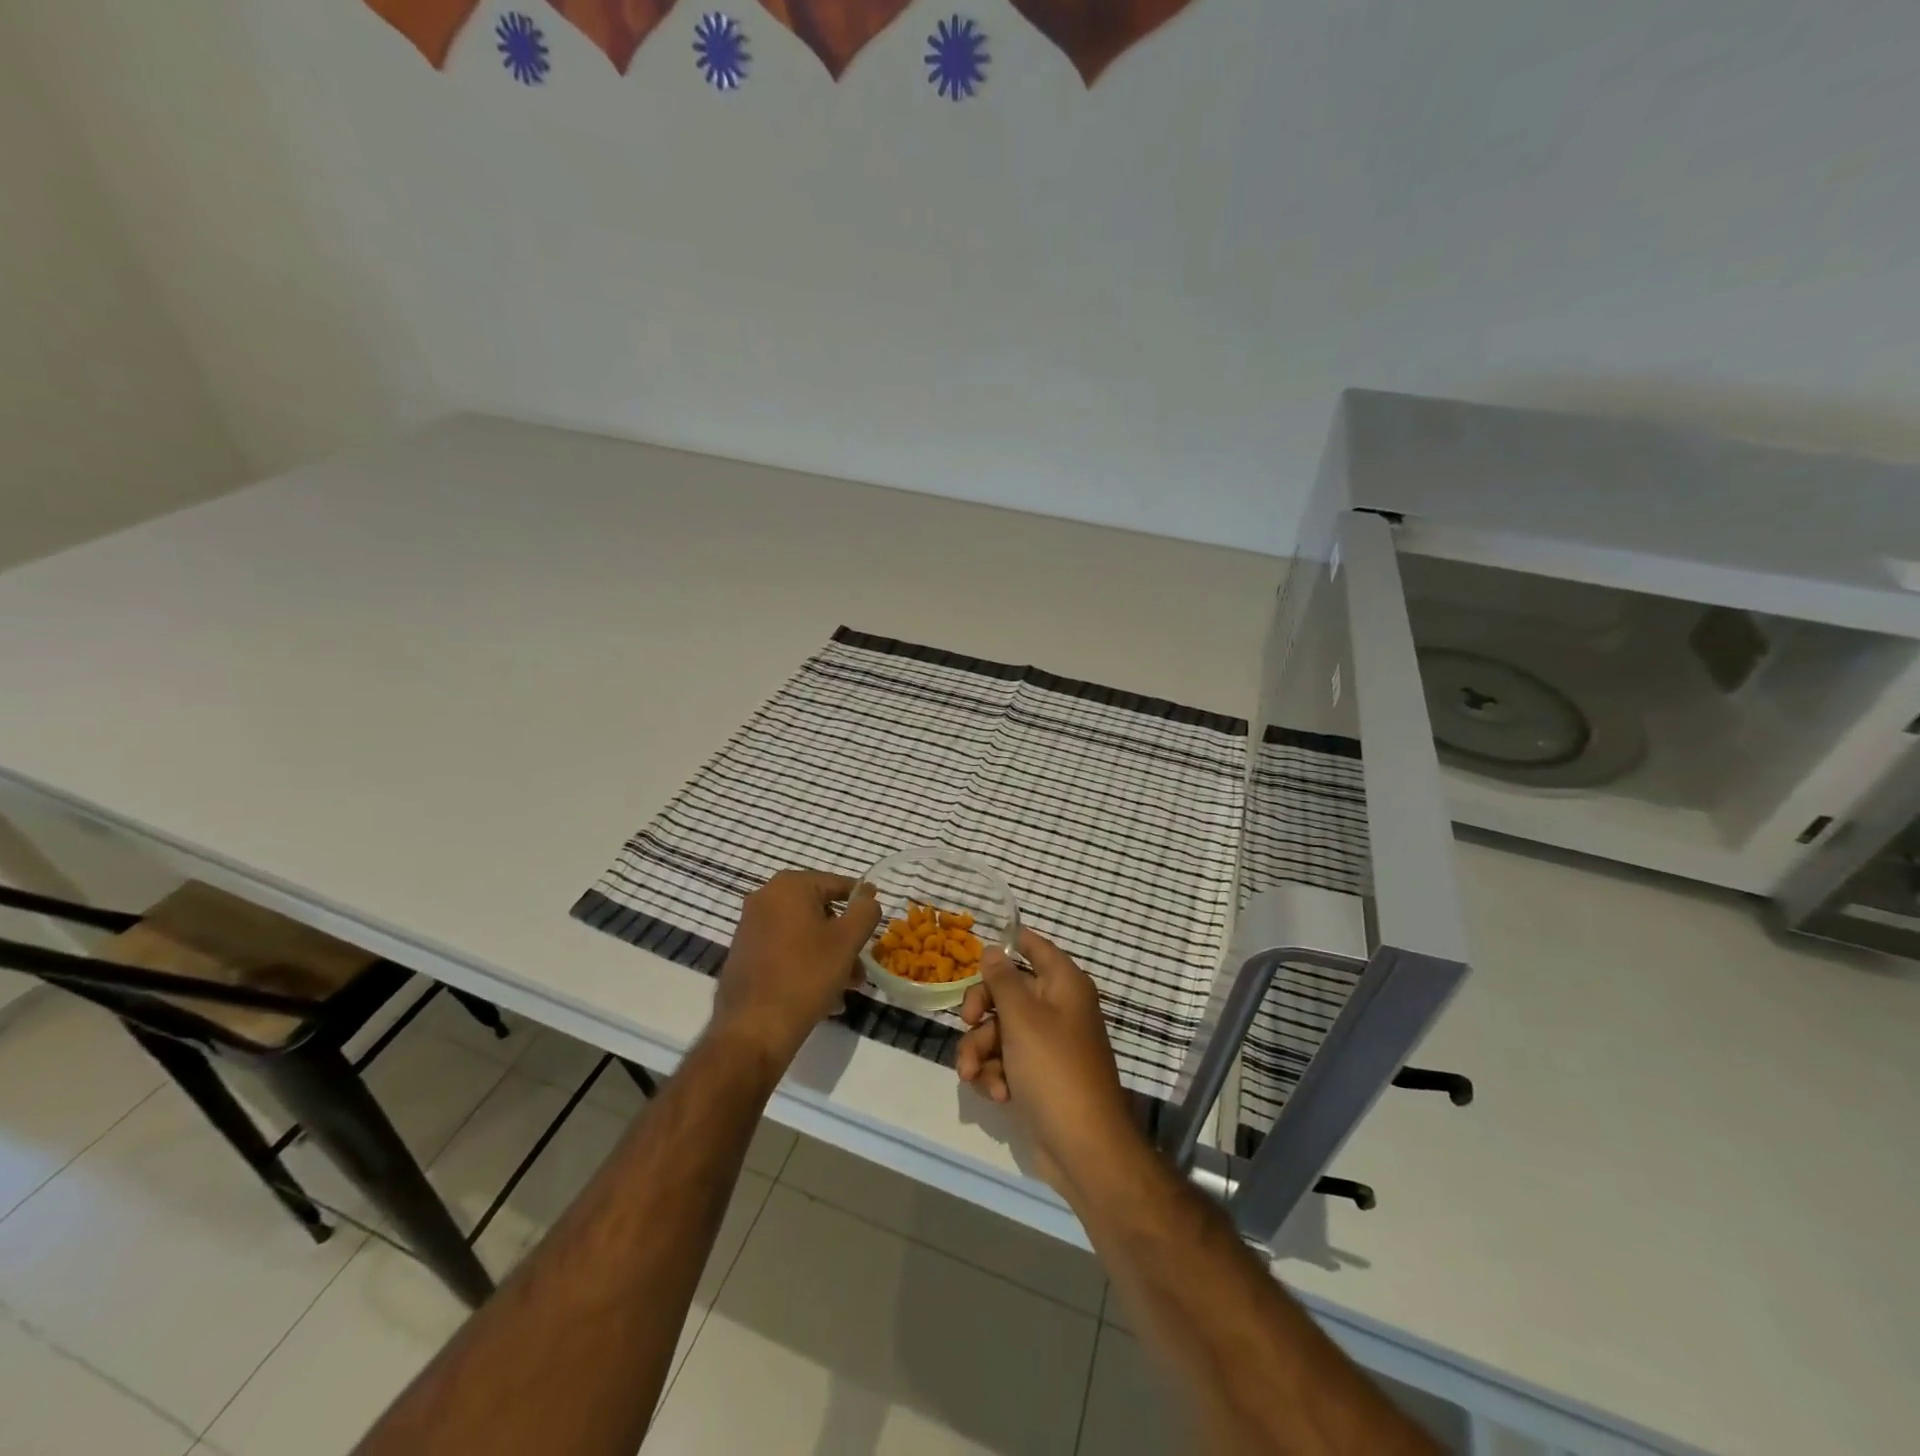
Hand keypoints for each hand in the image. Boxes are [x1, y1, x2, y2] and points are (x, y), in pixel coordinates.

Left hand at [713, 870, 879, 1073]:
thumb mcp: (847, 940)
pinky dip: (806, 964)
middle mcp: (765, 898)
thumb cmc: (806, 975)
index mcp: (789, 886)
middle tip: (861, 966)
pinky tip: (823, 995)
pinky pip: (785, 951)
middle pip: (820, 911)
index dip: (861, 902)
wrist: (753, 1029)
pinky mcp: (745, 954)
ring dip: (829, 955)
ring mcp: (751, 927)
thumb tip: (868, 895)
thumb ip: (865, 911)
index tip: (875, 924)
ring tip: (847, 988)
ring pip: (804, 934)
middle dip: (845, 938)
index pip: (837, 884)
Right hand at [955, 927, 1137, 1195]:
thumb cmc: (1054, 1070)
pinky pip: (1005, 1062)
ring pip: (999, 1031)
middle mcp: (1057, 1008)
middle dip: (981, 1011)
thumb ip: (1002, 981)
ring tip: (973, 1076)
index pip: (1035, 946)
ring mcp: (1047, 1044)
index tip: (977, 950)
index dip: (1009, 942)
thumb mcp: (1022, 1019)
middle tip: (967, 1022)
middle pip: (1007, 991)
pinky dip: (995, 1075)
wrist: (1083, 1147)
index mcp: (1063, 985)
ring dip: (980, 1052)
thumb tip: (993, 949)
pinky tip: (997, 1094)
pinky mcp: (1037, 1076)